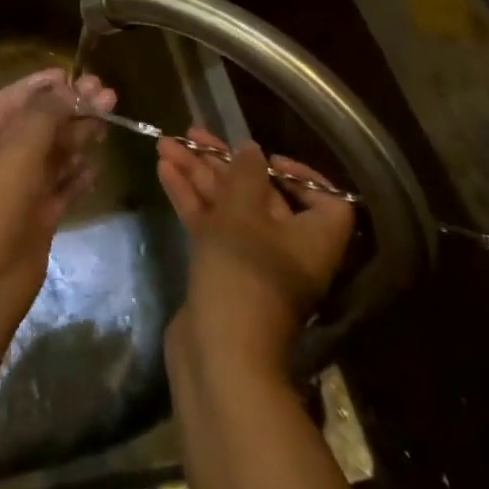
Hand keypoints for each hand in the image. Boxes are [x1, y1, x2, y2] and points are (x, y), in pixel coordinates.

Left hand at [0, 68, 115, 308]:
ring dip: (77, 136)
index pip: (12, 99)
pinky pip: (59, 187)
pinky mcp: (35, 217)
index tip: (75, 74)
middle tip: (107, 95)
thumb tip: (66, 89)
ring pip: (51, 154)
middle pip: (36, 125)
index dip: (43, 85)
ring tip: (107, 120)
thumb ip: (43, 116)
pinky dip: (76, 175)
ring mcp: (15, 189)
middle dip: (69, 109)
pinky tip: (97, 165)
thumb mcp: (16, 151)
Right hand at [157, 128, 354, 377]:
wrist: (218, 355)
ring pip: (227, 208)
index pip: (324, 199)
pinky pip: (209, 226)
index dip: (298, 174)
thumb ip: (245, 174)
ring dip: (198, 176)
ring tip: (166, 144)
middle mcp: (286, 249)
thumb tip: (251, 149)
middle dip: (223, 163)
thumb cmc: (243, 276)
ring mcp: (251, 262)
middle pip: (260, 195)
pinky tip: (164, 171)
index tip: (264, 158)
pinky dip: (189, 199)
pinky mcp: (221, 272)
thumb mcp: (243, 213)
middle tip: (192, 134)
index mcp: (312, 238)